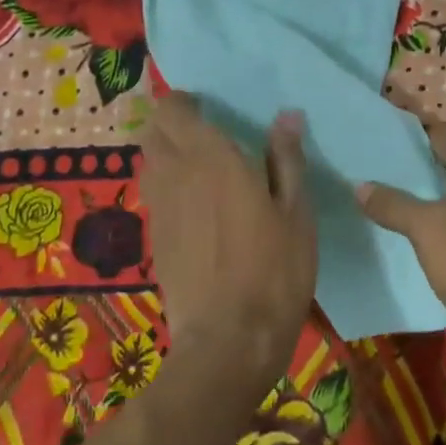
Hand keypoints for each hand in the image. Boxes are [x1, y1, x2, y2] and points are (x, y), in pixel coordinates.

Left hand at [139, 93, 316, 381]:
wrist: (228, 342)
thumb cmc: (274, 271)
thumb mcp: (296, 213)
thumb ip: (288, 160)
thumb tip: (286, 116)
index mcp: (210, 158)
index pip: (172, 110)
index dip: (183, 102)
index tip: (207, 108)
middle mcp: (175, 175)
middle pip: (151, 131)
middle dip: (170, 123)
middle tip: (204, 133)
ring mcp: (159, 209)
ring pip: (148, 163)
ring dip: (165, 154)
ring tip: (199, 167)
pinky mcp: (154, 240)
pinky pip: (153, 196)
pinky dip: (167, 187)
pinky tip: (195, 208)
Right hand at [355, 122, 445, 380]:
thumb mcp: (425, 229)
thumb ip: (392, 203)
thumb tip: (360, 186)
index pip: (441, 132)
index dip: (409, 136)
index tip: (379, 142)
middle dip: (421, 164)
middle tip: (381, 171)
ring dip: (437, 191)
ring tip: (398, 198)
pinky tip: (430, 229)